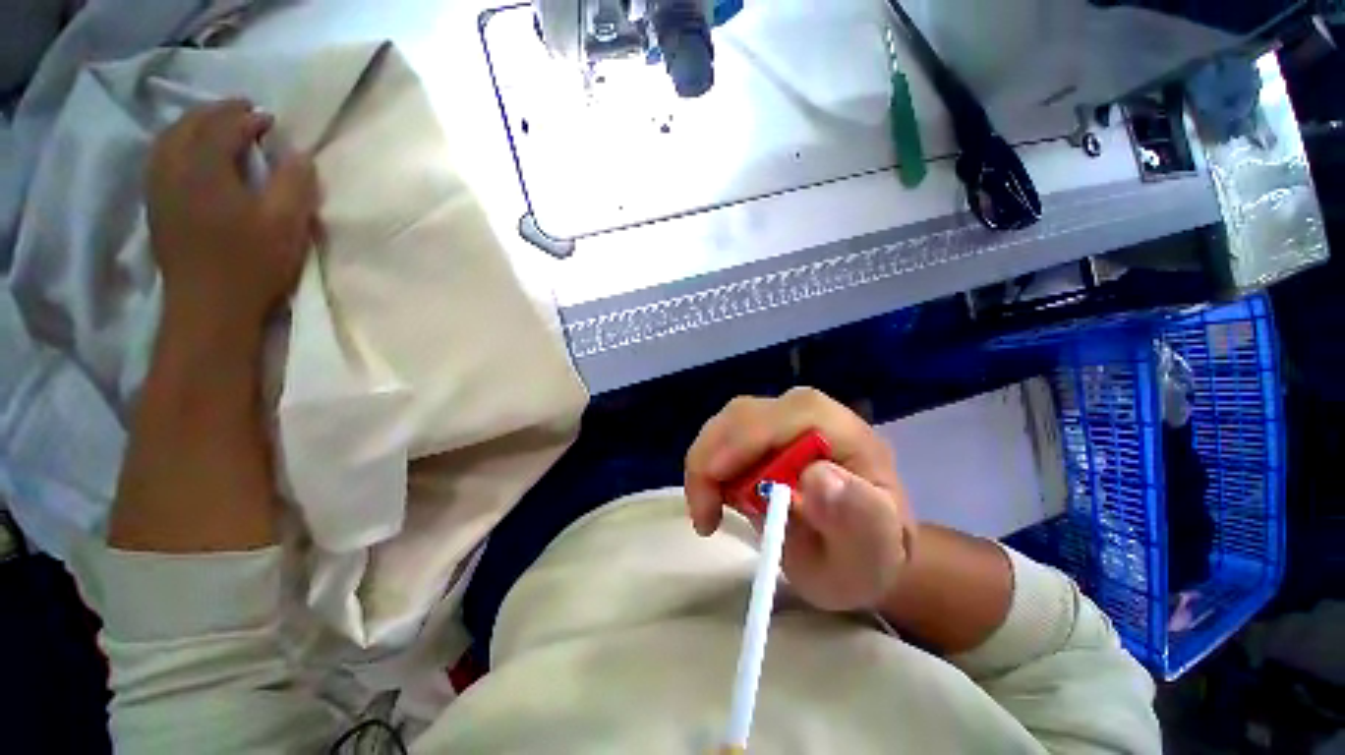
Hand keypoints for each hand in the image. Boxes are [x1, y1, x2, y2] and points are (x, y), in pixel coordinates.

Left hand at [146, 99, 318, 339]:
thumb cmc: (252, 264)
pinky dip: (177, 145)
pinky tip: (190, 153)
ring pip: (169, 139)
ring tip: (216, 127)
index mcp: (204, 169)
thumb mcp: (287, 224)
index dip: (247, 118)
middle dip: (216, 113)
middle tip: (243, 113)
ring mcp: (159, 188)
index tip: (269, 120)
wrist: (210, 307)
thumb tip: (298, 154)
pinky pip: (160, 159)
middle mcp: (173, 169)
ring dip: (193, 126)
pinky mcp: (157, 207)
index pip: (223, 126)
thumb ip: (295, 183)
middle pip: (189, 125)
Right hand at [685, 387, 916, 612]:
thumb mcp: (872, 549)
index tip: (714, 502)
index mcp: (834, 426)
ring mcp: (778, 416)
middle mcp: (801, 409)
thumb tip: (817, 477)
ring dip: (705, 469)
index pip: (771, 421)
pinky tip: (715, 499)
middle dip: (710, 463)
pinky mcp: (761, 430)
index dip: (734, 451)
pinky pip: (720, 439)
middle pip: (738, 418)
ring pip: (723, 426)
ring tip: (709, 514)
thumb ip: (856, 514)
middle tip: (705, 517)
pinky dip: (708, 469)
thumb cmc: (868, 551)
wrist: (861, 545)